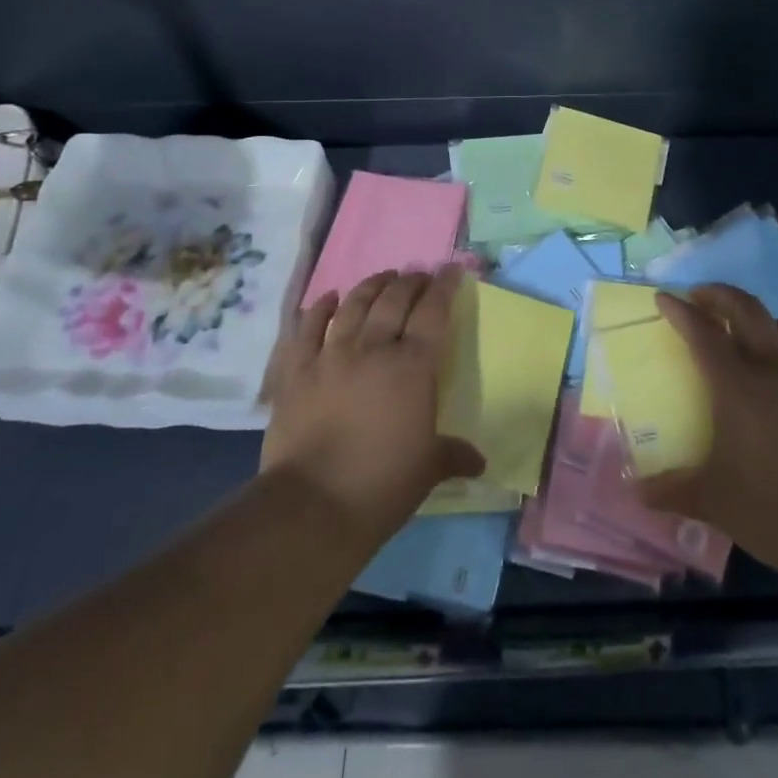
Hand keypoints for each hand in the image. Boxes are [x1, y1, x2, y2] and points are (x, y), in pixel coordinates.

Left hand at [259, 267, 484, 547]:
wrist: (313, 506)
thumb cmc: (382, 484)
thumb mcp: (429, 469)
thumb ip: (454, 455)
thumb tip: (480, 461)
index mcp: (412, 367)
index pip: (433, 313)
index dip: (444, 287)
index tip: (452, 271)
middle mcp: (373, 349)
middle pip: (394, 301)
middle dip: (410, 282)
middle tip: (419, 275)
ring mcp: (330, 356)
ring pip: (354, 306)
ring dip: (371, 286)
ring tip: (383, 277)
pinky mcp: (297, 372)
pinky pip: (307, 328)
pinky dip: (320, 308)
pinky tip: (329, 298)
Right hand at [639, 284, 777, 584]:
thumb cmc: (774, 508)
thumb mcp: (713, 501)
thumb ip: (672, 490)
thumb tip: (637, 492)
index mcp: (737, 385)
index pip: (702, 332)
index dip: (680, 311)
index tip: (664, 298)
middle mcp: (774, 367)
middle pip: (746, 309)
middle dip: (720, 295)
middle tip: (701, 296)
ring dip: (761, 318)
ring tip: (749, 330)